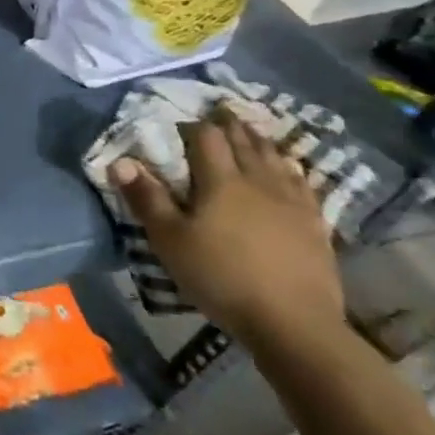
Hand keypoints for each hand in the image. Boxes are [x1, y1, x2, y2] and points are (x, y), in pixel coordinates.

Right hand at [108, 106, 343, 352]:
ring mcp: (292, 202)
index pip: (207, 138)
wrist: (293, 323)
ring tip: (252, 131)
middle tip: (220, 111)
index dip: (194, 125)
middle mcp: (258, 182)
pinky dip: (289, 168)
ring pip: (275, 159)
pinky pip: (300, 184)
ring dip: (260, 141)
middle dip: (230, 125)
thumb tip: (119, 160)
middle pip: (244, 143)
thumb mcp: (169, 240)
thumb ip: (146, 198)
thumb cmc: (220, 277)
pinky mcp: (314, 225)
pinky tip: (289, 170)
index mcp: (221, 181)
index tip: (183, 120)